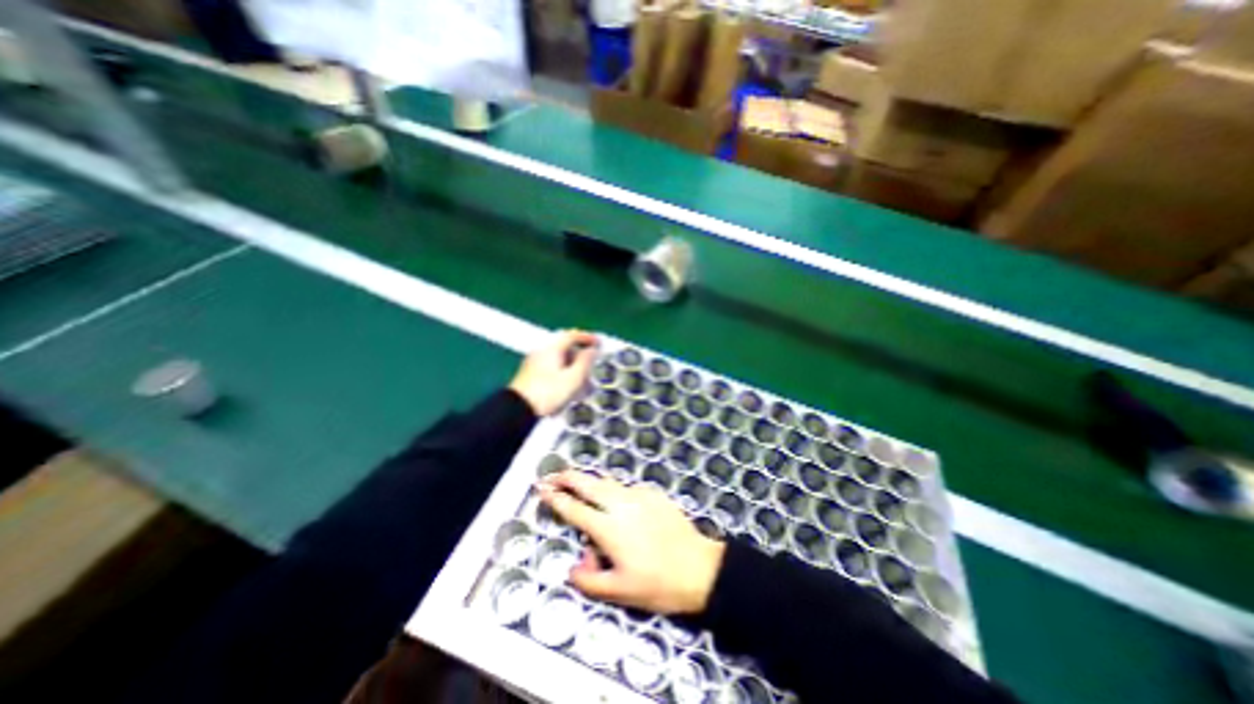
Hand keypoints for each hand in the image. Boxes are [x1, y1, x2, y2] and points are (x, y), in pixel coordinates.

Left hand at [509, 329, 597, 417]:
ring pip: (558, 358)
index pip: (571, 335)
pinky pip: (551, 366)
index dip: (587, 337)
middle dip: (579, 352)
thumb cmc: (548, 393)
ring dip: (572, 364)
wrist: (518, 410)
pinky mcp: (530, 374)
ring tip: (582, 377)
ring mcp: (534, 362)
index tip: (598, 342)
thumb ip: (585, 362)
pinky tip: (568, 384)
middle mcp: (541, 351)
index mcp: (552, 348)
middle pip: (564, 346)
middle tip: (591, 360)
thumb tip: (592, 350)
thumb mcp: (573, 378)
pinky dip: (563, 371)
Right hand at [536, 471, 725, 613]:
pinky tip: (615, 501)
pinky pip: (627, 488)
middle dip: (568, 477)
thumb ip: (590, 580)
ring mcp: (639, 495)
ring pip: (608, 482)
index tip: (541, 489)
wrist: (699, 568)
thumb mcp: (620, 592)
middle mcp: (621, 505)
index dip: (555, 499)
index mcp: (609, 528)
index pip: (575, 509)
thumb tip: (574, 567)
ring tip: (578, 483)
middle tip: (553, 475)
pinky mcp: (653, 493)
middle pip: (588, 484)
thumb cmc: (658, 584)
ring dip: (590, 481)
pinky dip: (614, 490)